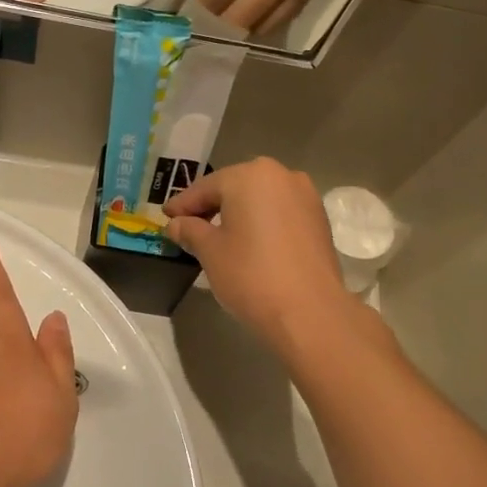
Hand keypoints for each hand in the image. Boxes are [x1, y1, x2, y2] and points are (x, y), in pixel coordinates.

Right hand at [162, 158, 361, 352]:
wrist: (309, 311)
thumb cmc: (250, 275)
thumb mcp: (210, 252)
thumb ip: (191, 231)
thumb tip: (177, 224)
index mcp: (249, 176)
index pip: (206, 187)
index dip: (183, 204)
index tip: (166, 217)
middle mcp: (281, 175)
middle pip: (236, 188)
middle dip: (212, 206)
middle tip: (189, 225)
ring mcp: (306, 196)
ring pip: (261, 200)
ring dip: (239, 214)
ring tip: (220, 236)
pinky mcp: (319, 219)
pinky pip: (281, 214)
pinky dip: (262, 223)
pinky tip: (250, 243)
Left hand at [192, 0, 345, 36]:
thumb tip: (202, 4)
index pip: (216, 1)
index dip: (197, 16)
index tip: (184, 26)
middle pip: (239, 22)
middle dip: (215, 30)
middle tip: (200, 35)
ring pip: (262, 28)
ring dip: (240, 31)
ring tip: (223, 29)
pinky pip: (283, 18)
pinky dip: (262, 22)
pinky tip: (249, 17)